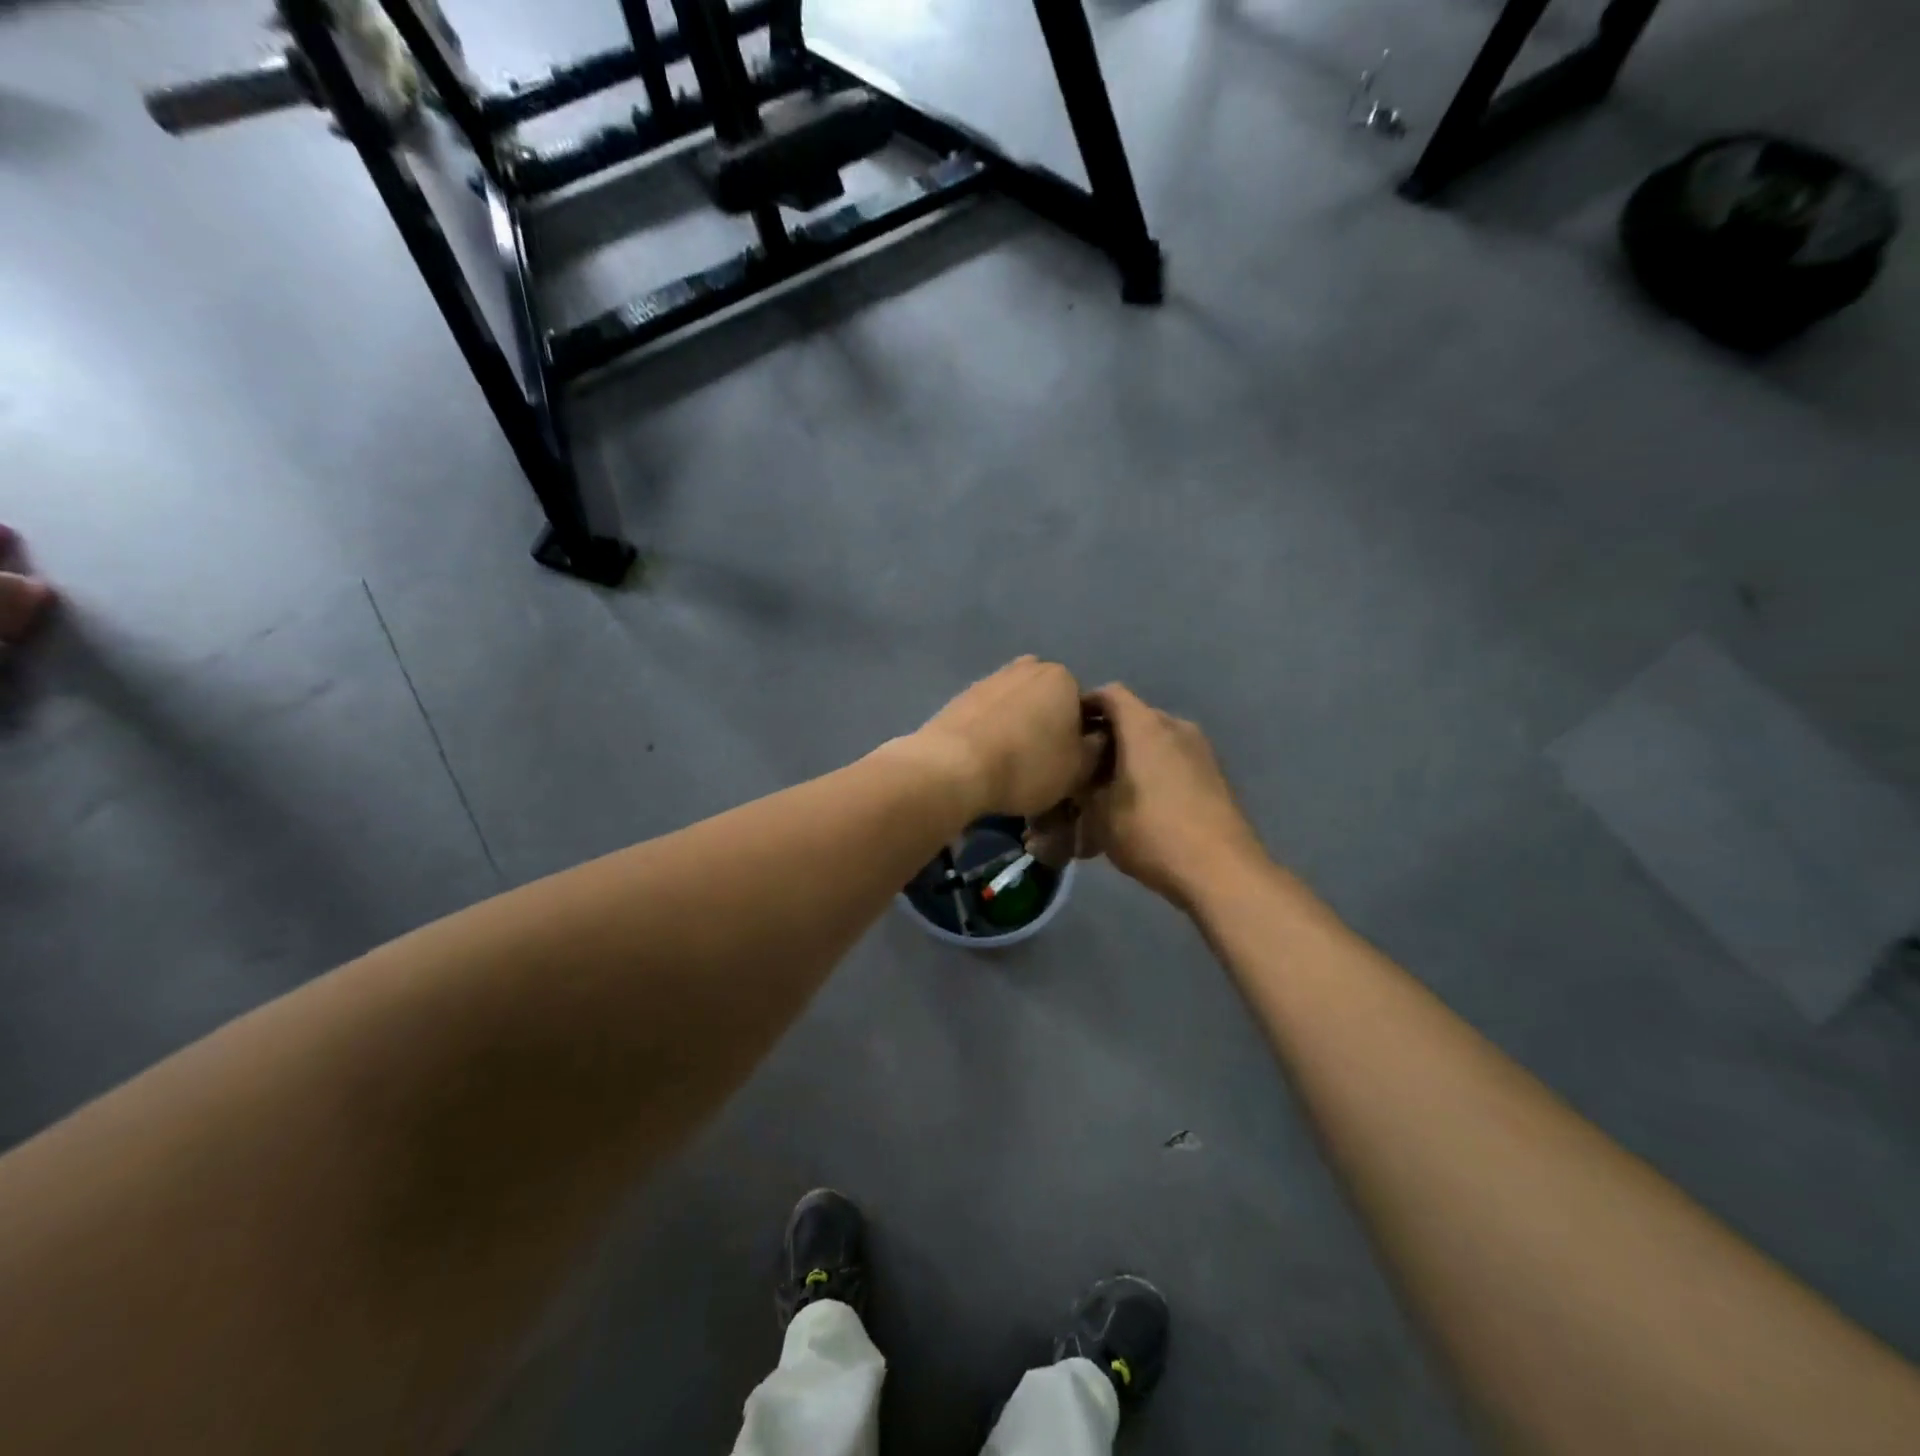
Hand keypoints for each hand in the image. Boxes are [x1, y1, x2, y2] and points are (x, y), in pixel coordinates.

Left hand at [913, 657, 1104, 818]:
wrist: (953, 766)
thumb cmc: (1027, 765)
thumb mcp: (1078, 769)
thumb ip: (1096, 750)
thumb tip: (1097, 739)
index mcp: (1062, 677)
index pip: (1084, 707)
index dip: (1080, 738)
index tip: (1070, 764)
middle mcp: (1027, 667)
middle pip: (1048, 701)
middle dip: (1048, 725)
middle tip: (1042, 762)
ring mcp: (990, 678)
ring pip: (1017, 705)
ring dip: (1018, 727)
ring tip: (1011, 764)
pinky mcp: (960, 696)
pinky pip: (988, 715)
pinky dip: (992, 731)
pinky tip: (987, 758)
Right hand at [1075, 684, 1265, 909]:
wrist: (1222, 871)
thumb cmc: (1152, 833)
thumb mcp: (1099, 815)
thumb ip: (1083, 789)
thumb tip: (1077, 782)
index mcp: (1145, 727)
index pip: (1109, 694)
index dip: (1084, 704)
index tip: (1066, 729)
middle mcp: (1175, 726)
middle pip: (1133, 717)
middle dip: (1107, 736)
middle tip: (1084, 766)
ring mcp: (1200, 750)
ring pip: (1155, 740)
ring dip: (1132, 756)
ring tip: (1112, 789)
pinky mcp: (1214, 774)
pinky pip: (1174, 759)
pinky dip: (1154, 771)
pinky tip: (1142, 804)